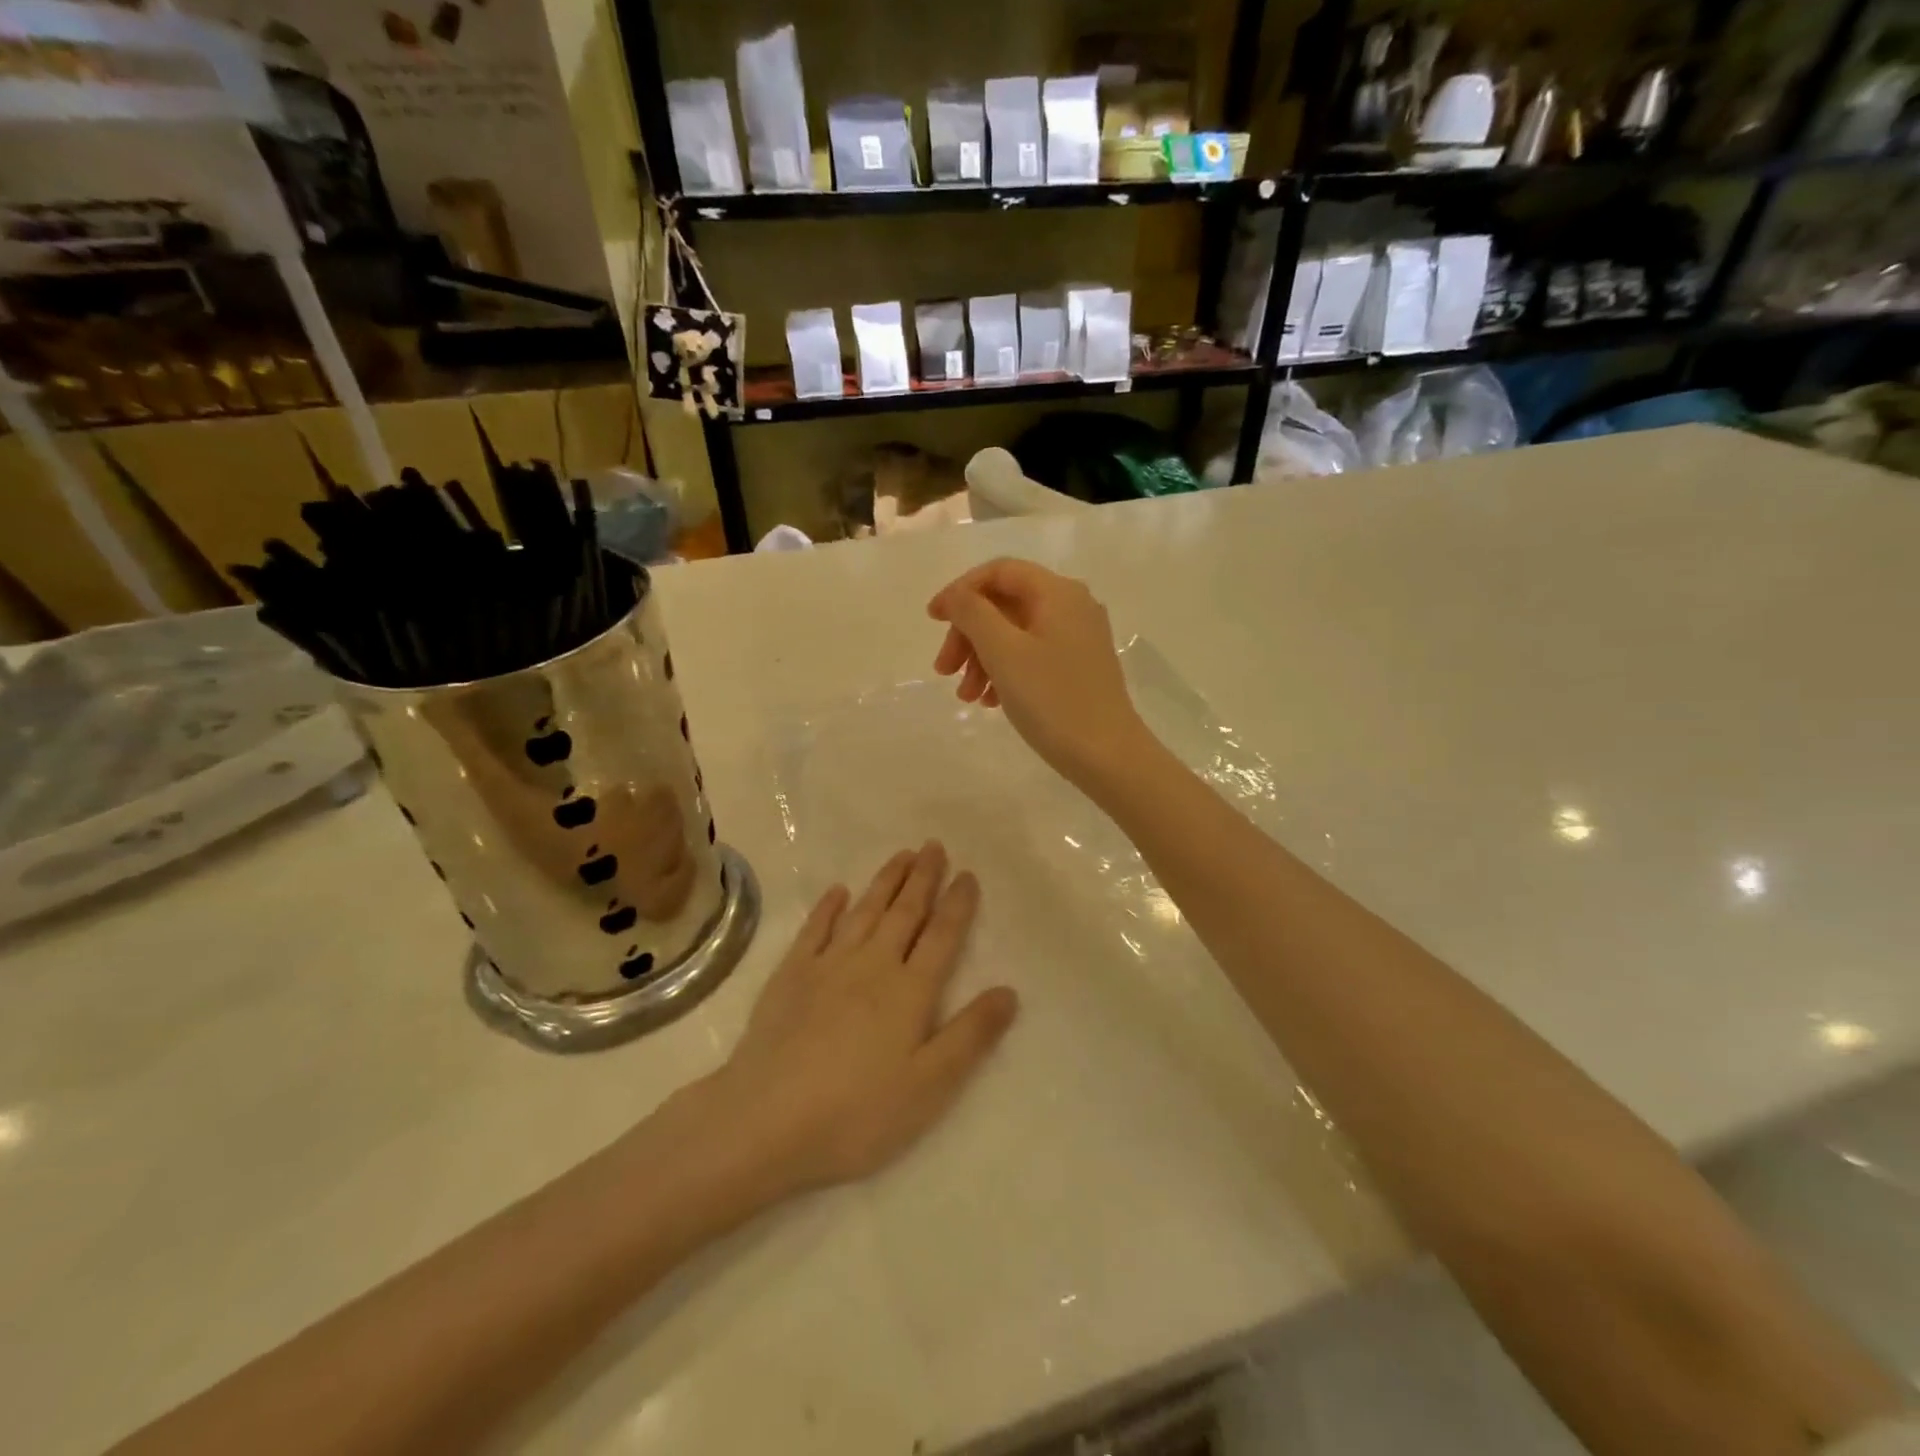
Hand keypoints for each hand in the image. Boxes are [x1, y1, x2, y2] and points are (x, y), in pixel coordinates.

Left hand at [696, 843, 1018, 1198]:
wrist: (765, 1120)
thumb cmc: (856, 1113)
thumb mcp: (928, 1086)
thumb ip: (971, 1035)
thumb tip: (1009, 990)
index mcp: (909, 991)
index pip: (942, 936)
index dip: (957, 904)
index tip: (967, 873)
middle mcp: (872, 965)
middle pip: (904, 912)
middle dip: (922, 877)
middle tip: (934, 845)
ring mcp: (827, 965)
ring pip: (865, 911)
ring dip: (885, 881)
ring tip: (902, 855)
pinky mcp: (790, 975)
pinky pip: (815, 929)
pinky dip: (829, 907)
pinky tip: (838, 891)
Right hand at [928, 558, 1152, 791]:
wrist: (1107, 756)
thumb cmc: (1052, 699)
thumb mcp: (1003, 652)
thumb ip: (973, 613)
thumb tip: (957, 596)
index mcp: (1057, 592)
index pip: (999, 571)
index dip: (960, 591)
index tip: (933, 621)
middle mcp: (1072, 606)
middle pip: (1005, 604)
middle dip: (968, 635)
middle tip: (944, 671)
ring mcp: (1078, 638)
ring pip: (1015, 633)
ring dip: (982, 659)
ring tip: (966, 697)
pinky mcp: (1079, 667)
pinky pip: (1031, 656)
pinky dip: (1005, 672)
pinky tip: (990, 702)